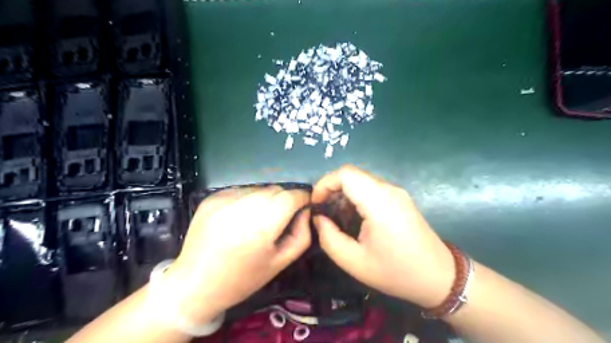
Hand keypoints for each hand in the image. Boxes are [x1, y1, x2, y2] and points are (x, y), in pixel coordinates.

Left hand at [165, 188, 310, 324]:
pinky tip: (240, 218)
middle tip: (281, 218)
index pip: (291, 196)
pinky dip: (248, 200)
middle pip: (275, 189)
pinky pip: (241, 191)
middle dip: (285, 199)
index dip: (302, 198)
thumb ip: (301, 234)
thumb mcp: (281, 262)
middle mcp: (242, 206)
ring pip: (259, 188)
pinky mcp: (211, 198)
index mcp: (261, 226)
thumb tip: (306, 211)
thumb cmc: (242, 279)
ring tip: (258, 220)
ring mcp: (223, 199)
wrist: (195, 284)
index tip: (305, 205)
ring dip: (266, 199)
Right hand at [314, 166, 452, 307]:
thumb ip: (329, 237)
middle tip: (324, 214)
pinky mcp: (400, 198)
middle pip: (352, 175)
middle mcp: (389, 189)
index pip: (345, 174)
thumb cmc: (396, 272)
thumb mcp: (354, 262)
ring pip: (361, 181)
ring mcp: (396, 192)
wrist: (439, 277)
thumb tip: (318, 218)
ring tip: (337, 219)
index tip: (317, 205)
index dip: (325, 184)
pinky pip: (372, 189)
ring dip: (344, 195)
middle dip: (332, 190)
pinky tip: (355, 219)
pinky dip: (356, 198)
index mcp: (379, 201)